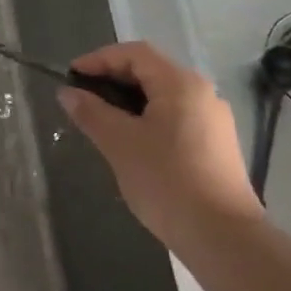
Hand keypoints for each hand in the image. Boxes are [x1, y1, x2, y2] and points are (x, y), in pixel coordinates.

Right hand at [58, 41, 259, 250]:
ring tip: (102, 120)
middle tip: (82, 97)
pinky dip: (149, 118)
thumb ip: (91, 113)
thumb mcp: (120, 144)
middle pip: (151, 71)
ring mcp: (214, 119)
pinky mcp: (217, 144)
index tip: (71, 76)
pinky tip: (132, 142)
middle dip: (113, 79)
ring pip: (164, 95)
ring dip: (130, 100)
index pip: (134, 53)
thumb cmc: (167, 181)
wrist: (222, 237)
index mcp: (180, 83)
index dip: (99, 59)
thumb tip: (68, 93)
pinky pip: (176, 116)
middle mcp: (202, 92)